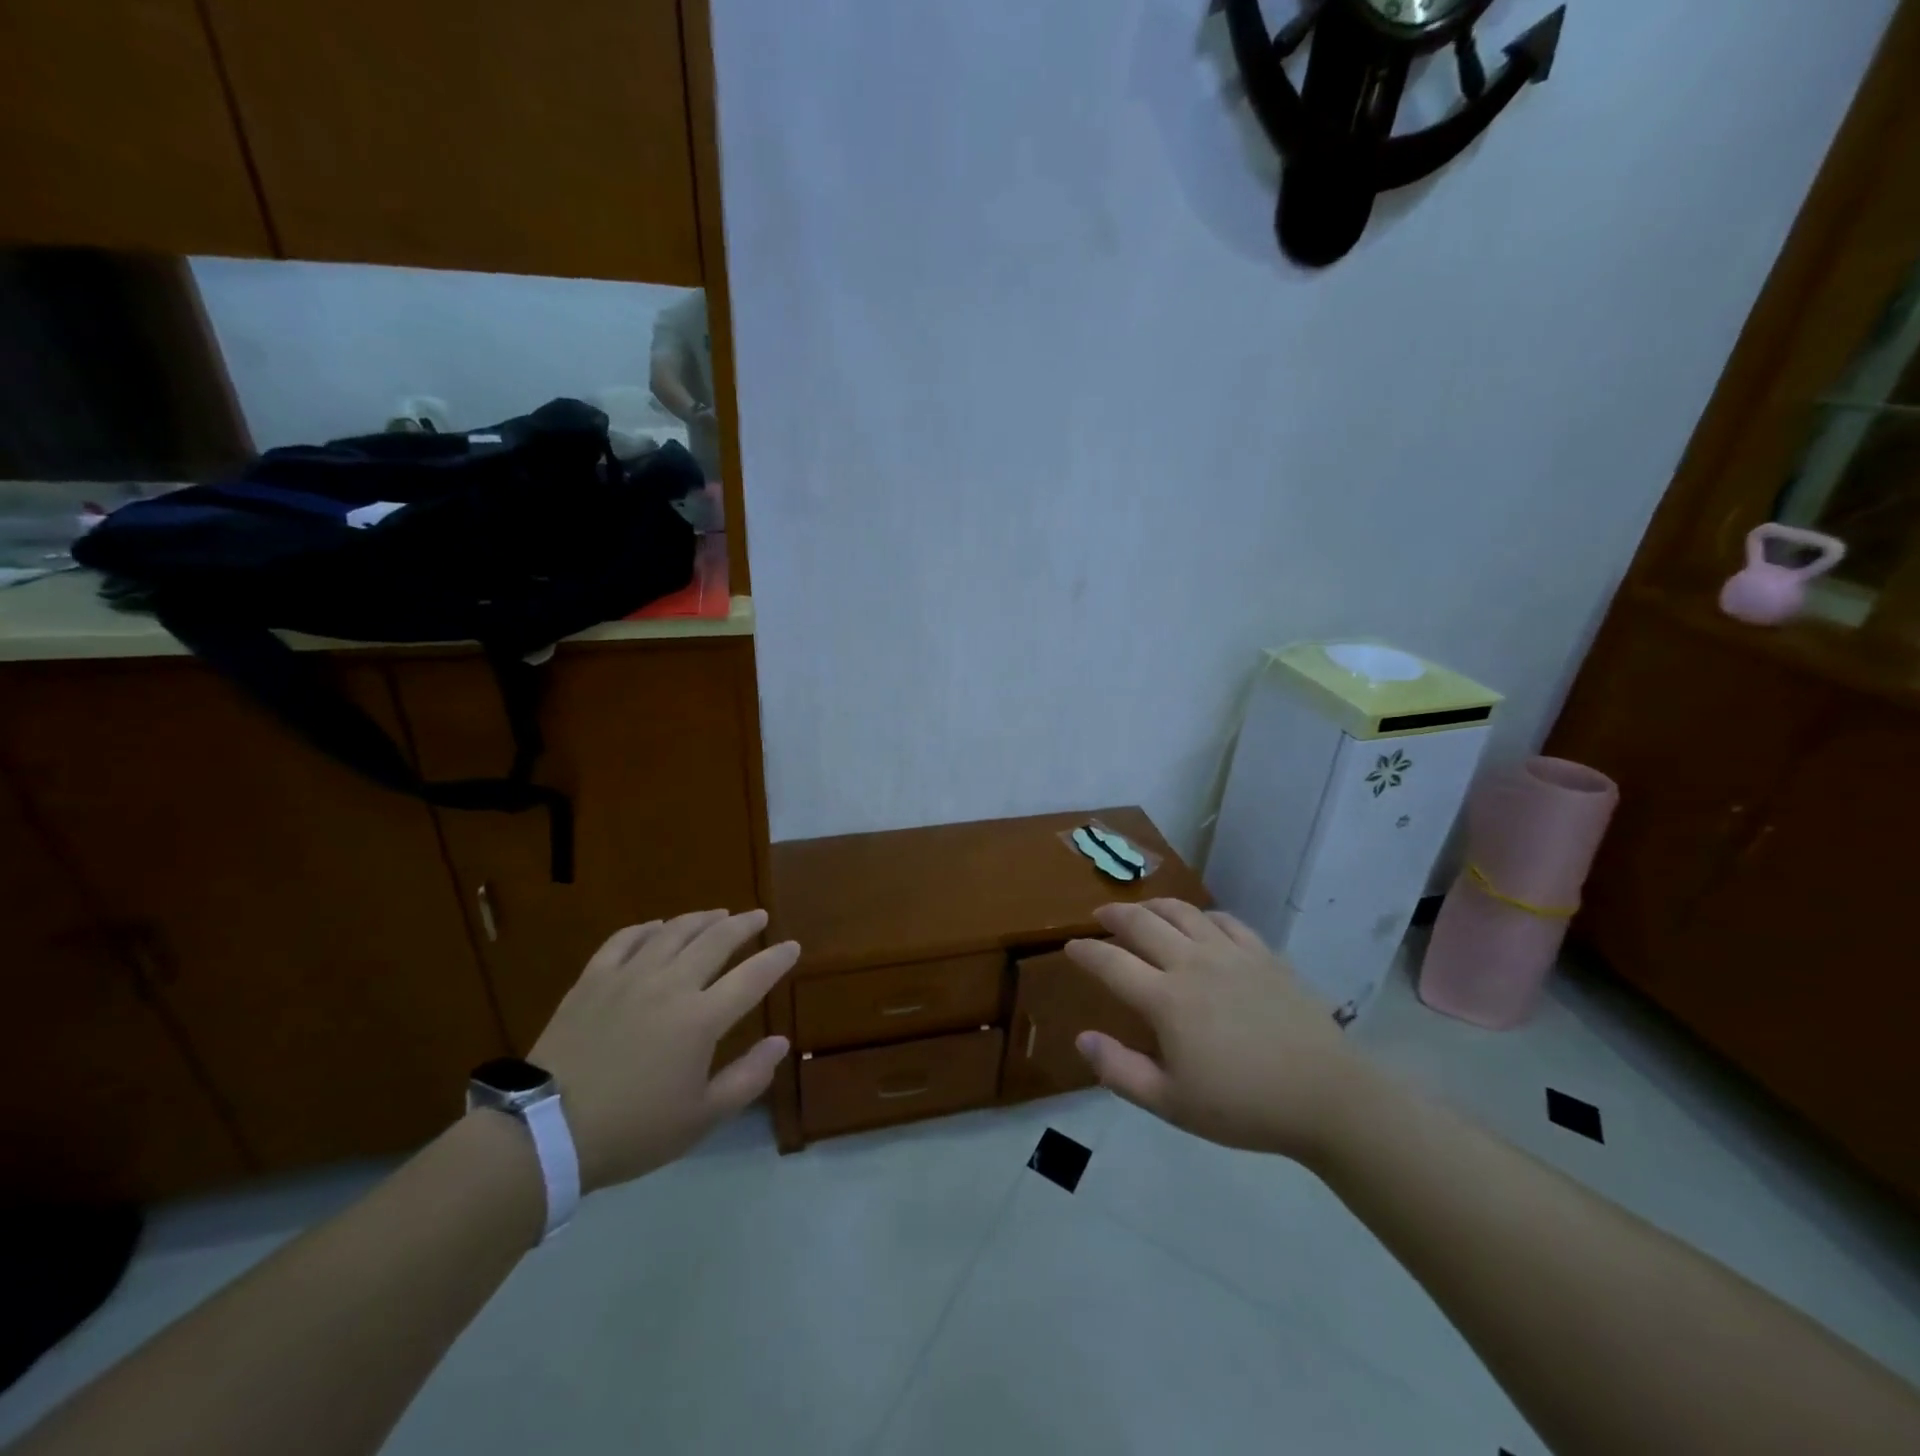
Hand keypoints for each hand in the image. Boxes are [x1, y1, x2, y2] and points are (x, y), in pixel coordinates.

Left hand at [529, 909, 796, 1191]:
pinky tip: (657, 926)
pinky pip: (624, 939)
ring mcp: (629, 977)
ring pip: (673, 931)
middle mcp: (671, 985)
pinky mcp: (593, 980)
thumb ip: (748, 1077)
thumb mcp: (701, 1118)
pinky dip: (647, 927)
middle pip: (716, 941)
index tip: (792, 946)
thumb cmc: (633, 1131)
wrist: (546, 1133)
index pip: (752, 977)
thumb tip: (781, 1042)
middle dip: (744, 925)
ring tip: (717, 914)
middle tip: (758, 916)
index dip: (777, 959)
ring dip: (701, 919)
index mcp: (701, 1019)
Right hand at [1066, 900, 1371, 1165]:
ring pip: (1182, 913)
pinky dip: (1202, 916)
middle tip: (1100, 916)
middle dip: (1114, 916)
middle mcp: (1192, 963)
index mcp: (1165, 999)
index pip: (1111, 963)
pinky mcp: (1263, 954)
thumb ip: (1120, 1071)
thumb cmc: (1243, 1106)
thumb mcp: (1171, 1103)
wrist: (1326, 1097)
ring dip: (1153, 905)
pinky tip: (1200, 923)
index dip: (1085, 952)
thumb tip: (1082, 1038)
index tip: (1071, 947)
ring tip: (1142, 909)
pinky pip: (1225, 920)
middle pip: (1142, 924)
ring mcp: (1230, 954)